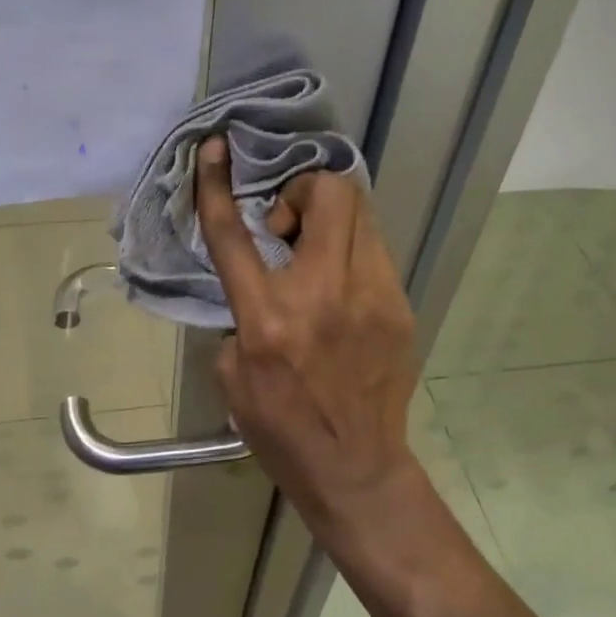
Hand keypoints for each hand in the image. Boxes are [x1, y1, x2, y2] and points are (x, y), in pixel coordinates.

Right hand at [194, 135, 419, 525]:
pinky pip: (374, 249)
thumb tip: (258, 281)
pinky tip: (341, 285)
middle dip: (303, 189)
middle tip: (288, 227)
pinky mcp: (399, 305)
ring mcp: (371, 296)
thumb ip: (239, 315)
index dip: (218, 183)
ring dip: (330, 215)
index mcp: (268, 317)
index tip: (216, 148)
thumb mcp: (233, 374)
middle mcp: (323, 294)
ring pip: (361, 211)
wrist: (355, 468)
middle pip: (328, 193)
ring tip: (315, 251)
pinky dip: (350, 249)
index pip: (235, 233)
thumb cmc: (281, 428)